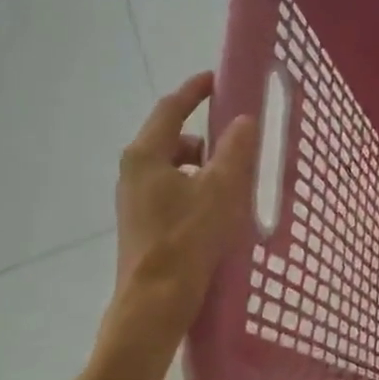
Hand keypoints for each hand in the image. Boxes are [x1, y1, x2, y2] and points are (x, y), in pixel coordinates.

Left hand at [109, 72, 258, 349]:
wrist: (155, 301)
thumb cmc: (187, 239)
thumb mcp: (220, 190)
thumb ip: (234, 151)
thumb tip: (244, 119)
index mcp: (146, 155)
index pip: (171, 109)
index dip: (195, 91)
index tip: (217, 78)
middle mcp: (134, 171)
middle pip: (171, 137)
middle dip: (205, 134)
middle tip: (239, 139)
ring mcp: (136, 198)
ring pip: (174, 166)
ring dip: (203, 164)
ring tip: (235, 178)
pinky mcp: (145, 221)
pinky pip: (174, 188)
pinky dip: (196, 186)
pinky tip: (220, 207)